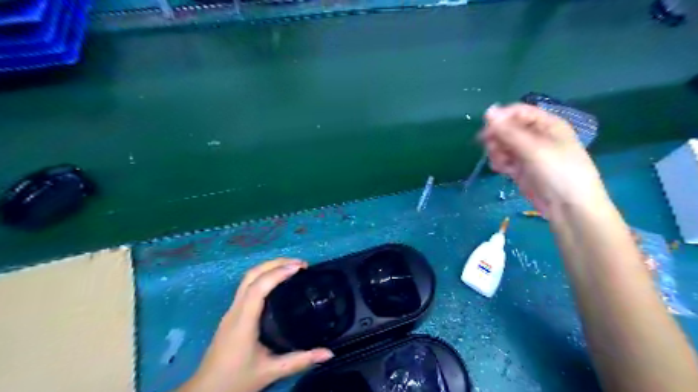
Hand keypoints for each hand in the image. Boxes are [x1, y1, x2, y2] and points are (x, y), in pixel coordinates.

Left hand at [178, 258, 333, 391]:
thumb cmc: (236, 380)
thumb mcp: (271, 372)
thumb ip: (300, 361)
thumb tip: (329, 353)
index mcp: (243, 321)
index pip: (258, 287)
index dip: (278, 273)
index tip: (299, 267)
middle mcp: (235, 310)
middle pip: (251, 275)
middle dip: (275, 263)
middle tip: (300, 264)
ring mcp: (231, 311)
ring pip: (248, 278)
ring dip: (269, 267)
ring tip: (292, 268)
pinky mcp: (232, 314)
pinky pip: (247, 286)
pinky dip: (264, 276)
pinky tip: (277, 282)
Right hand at [484, 103, 608, 215]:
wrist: (568, 208)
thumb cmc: (558, 172)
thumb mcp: (534, 149)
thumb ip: (508, 131)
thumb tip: (488, 111)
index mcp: (547, 124)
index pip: (517, 112)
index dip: (501, 119)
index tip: (486, 131)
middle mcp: (537, 136)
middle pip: (507, 129)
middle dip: (497, 138)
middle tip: (492, 149)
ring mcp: (528, 153)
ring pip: (503, 145)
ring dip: (497, 152)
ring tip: (501, 163)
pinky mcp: (521, 169)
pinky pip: (504, 159)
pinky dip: (500, 163)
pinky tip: (502, 170)